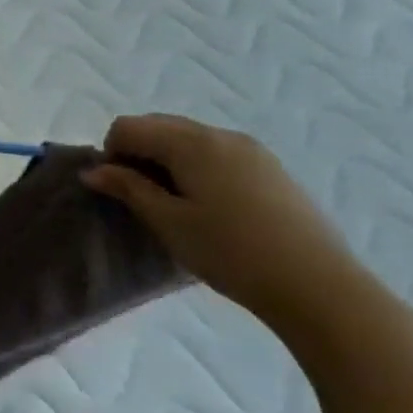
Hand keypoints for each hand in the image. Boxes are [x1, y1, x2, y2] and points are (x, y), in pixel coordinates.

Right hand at [82, 114, 362, 330]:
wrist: (320, 287)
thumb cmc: (231, 252)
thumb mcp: (168, 222)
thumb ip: (128, 188)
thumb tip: (93, 170)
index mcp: (190, 142)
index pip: (128, 127)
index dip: (112, 154)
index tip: (119, 190)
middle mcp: (220, 134)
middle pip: (158, 125)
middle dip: (138, 153)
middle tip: (141, 197)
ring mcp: (251, 150)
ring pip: (189, 138)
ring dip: (168, 160)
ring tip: (175, 204)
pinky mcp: (271, 169)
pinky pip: (217, 153)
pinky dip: (197, 167)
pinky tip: (210, 207)